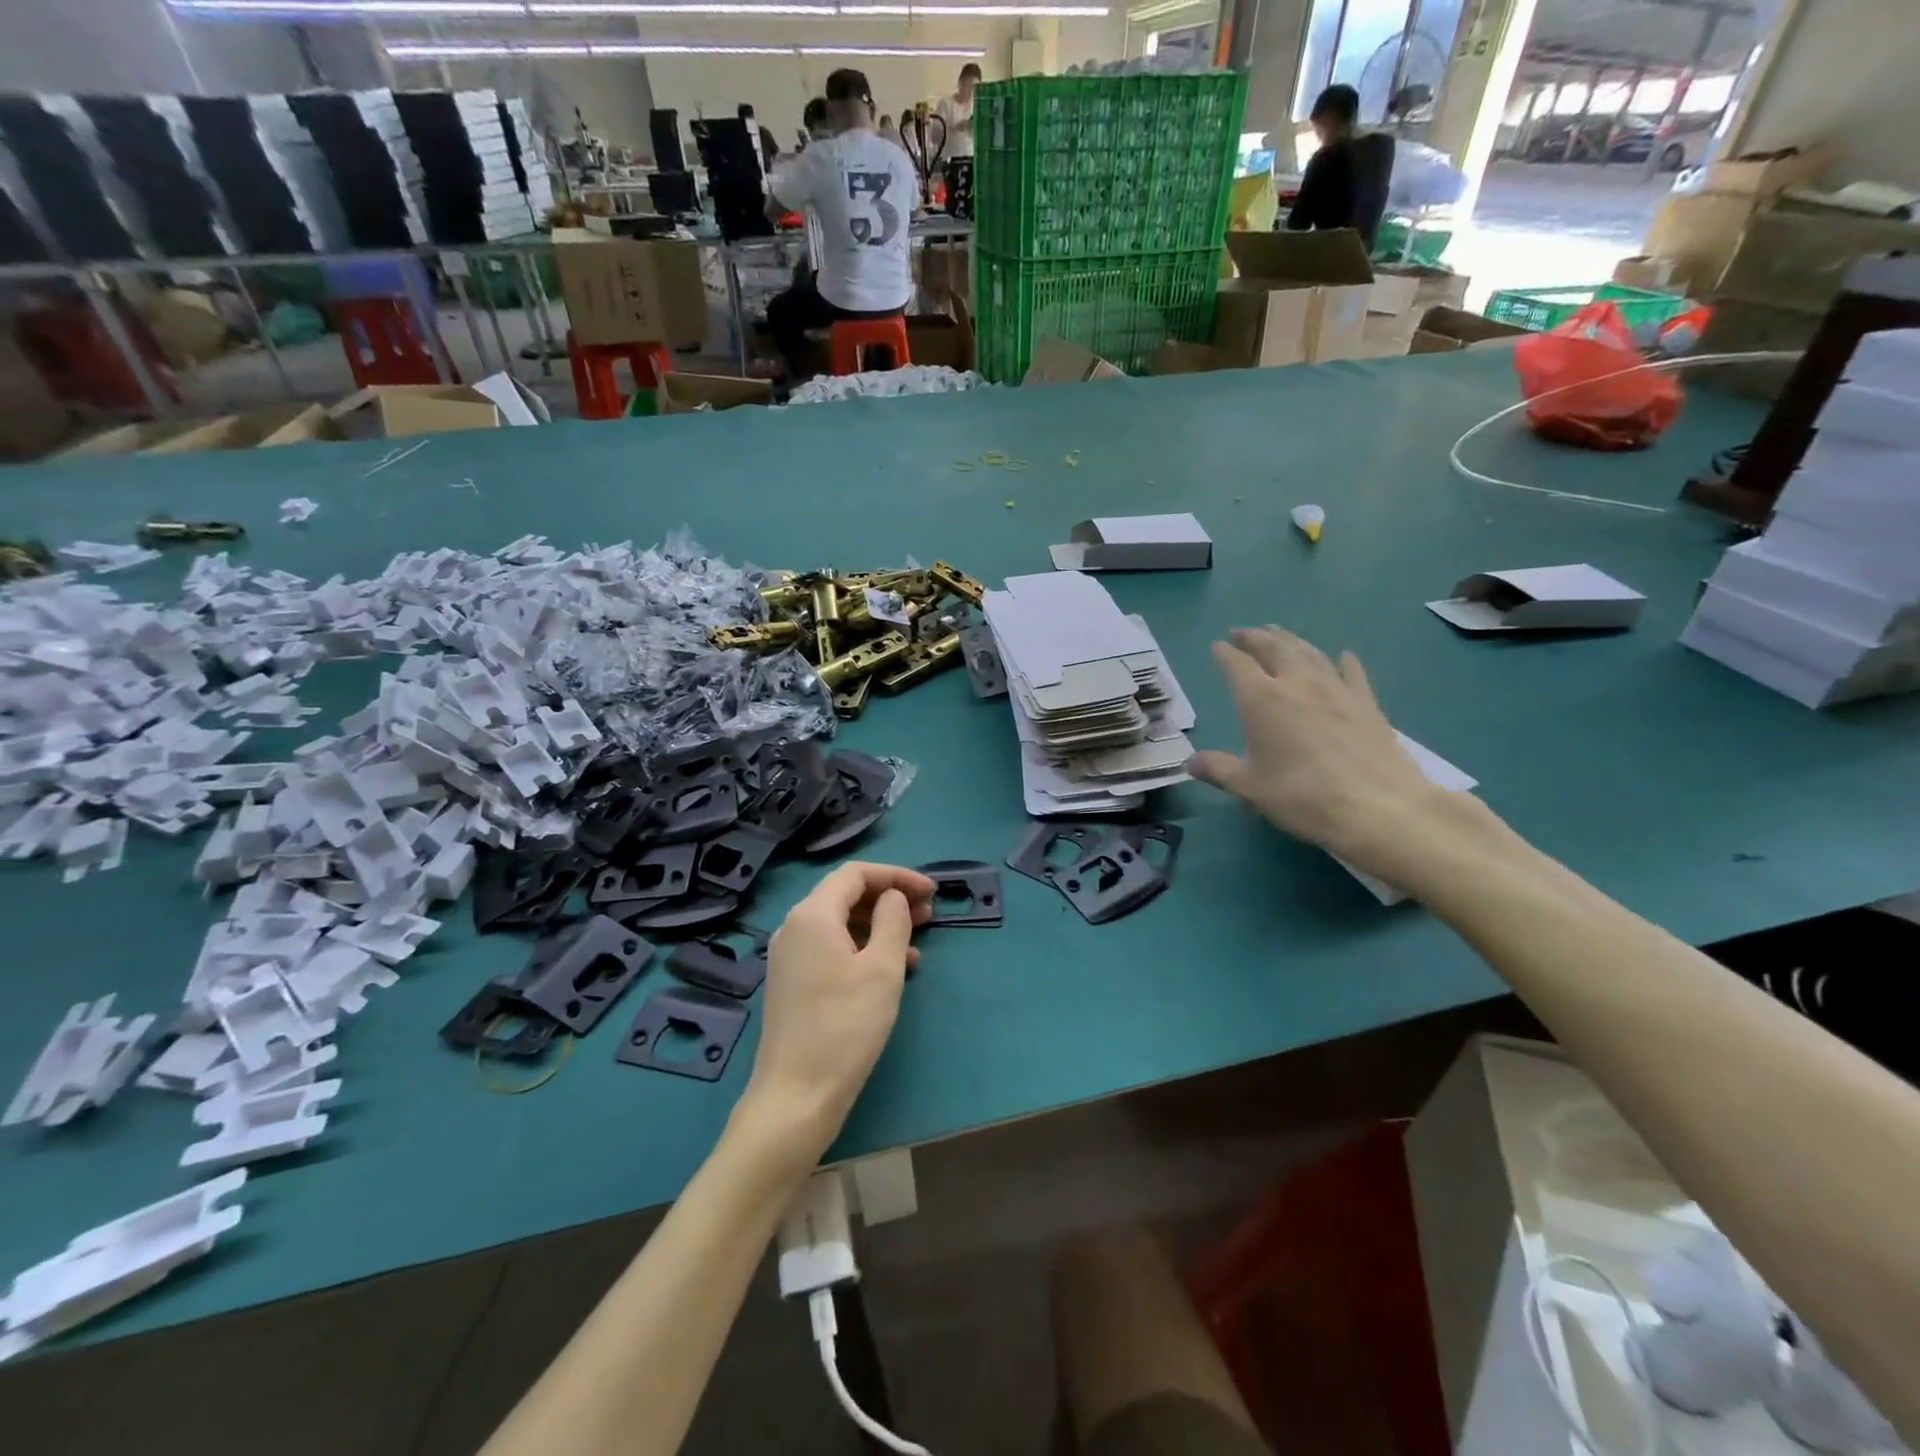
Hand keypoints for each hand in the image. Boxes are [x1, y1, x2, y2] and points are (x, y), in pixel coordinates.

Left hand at [739, 862, 935, 1163]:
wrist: (796, 1097)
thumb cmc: (845, 1027)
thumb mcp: (883, 969)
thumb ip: (893, 921)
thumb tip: (893, 898)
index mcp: (812, 915)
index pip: (856, 874)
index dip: (896, 876)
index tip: (931, 891)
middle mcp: (794, 928)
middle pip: (846, 896)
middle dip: (889, 899)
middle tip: (929, 914)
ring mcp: (790, 957)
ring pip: (841, 924)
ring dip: (880, 925)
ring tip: (918, 941)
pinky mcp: (793, 983)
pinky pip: (832, 949)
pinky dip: (863, 948)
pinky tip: (892, 969)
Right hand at [1189, 627, 1441, 872]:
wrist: (1377, 807)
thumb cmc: (1302, 796)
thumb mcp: (1250, 787)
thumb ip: (1218, 769)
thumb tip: (1190, 762)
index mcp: (1262, 700)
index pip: (1237, 665)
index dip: (1225, 654)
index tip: (1216, 646)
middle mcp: (1297, 684)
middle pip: (1274, 648)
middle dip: (1256, 637)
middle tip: (1243, 632)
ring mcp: (1336, 690)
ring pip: (1310, 652)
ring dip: (1291, 640)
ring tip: (1279, 634)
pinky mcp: (1366, 703)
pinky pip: (1352, 673)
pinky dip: (1343, 661)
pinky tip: (1342, 656)